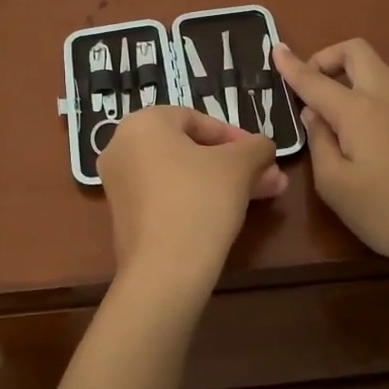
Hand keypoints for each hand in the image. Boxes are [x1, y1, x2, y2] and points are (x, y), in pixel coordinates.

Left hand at [97, 105, 286, 287]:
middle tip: (268, 178)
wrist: (165, 269)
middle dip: (235, 164)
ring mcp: (120, 185)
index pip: (196, 119)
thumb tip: (264, 147)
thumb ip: (256, 147)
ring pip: (182, 175)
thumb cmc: (200, 200)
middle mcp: (122, 148)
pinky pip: (167, 197)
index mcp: (143, 124)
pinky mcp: (125, 217)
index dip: (235, 136)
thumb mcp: (240, 165)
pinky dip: (197, 200)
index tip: (261, 156)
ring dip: (224, 183)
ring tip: (262, 197)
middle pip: (190, 149)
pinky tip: (229, 215)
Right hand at [273, 39, 388, 272]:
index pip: (316, 80)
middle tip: (311, 87)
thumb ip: (319, 142)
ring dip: (352, 76)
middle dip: (328, 58)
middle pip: (357, 52)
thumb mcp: (334, 184)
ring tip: (335, 113)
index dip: (293, 66)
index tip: (277, 51)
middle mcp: (388, 96)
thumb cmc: (385, 211)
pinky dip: (371, 95)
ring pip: (379, 70)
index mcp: (359, 110)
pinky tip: (366, 132)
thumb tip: (314, 115)